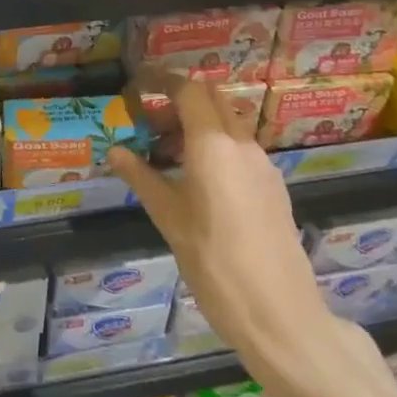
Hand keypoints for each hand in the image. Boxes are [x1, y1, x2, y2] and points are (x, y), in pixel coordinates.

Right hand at [109, 81, 376, 396]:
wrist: (281, 316)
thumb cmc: (215, 265)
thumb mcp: (169, 220)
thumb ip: (142, 178)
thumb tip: (115, 150)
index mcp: (213, 145)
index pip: (188, 90)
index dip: (161, 80)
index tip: (137, 85)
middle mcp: (242, 144)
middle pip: (212, 98)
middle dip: (180, 99)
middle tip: (149, 122)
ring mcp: (263, 165)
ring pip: (229, 122)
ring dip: (199, 123)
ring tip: (167, 154)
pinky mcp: (273, 187)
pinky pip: (241, 147)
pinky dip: (216, 145)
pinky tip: (198, 180)